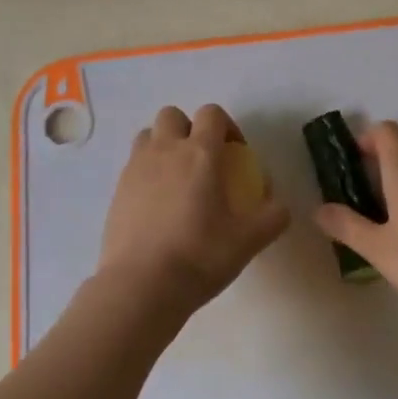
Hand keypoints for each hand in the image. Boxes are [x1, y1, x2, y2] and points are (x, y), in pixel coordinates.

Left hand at [98, 104, 288, 319]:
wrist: (141, 285)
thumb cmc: (199, 256)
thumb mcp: (248, 241)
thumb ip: (272, 217)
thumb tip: (280, 205)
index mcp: (199, 153)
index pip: (212, 113)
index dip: (226, 125)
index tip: (235, 152)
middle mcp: (165, 150)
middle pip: (173, 115)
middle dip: (188, 128)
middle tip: (202, 160)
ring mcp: (136, 167)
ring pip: (148, 135)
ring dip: (163, 145)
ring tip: (176, 178)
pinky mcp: (117, 189)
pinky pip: (133, 165)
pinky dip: (146, 173)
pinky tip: (157, 205)